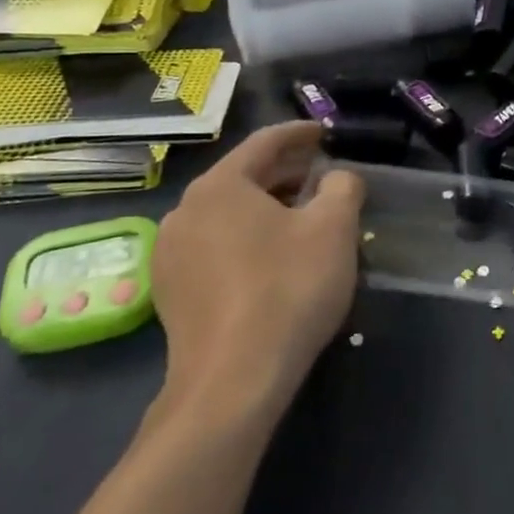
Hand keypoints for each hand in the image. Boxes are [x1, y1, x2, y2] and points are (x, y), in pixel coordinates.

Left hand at [150, 122, 365, 423]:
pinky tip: (276, 257)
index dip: (301, 133)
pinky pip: (217, 245)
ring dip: (269, 207)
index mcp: (220, 185)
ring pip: (229, 214)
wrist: (233, 380)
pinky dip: (249, 238)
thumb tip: (336, 178)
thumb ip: (342, 187)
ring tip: (306, 217)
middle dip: (288, 173)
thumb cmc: (288, 288)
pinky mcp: (171, 292)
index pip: (265, 142)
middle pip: (245, 177)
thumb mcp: (334, 228)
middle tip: (325, 176)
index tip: (326, 133)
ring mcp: (171, 254)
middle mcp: (185, 210)